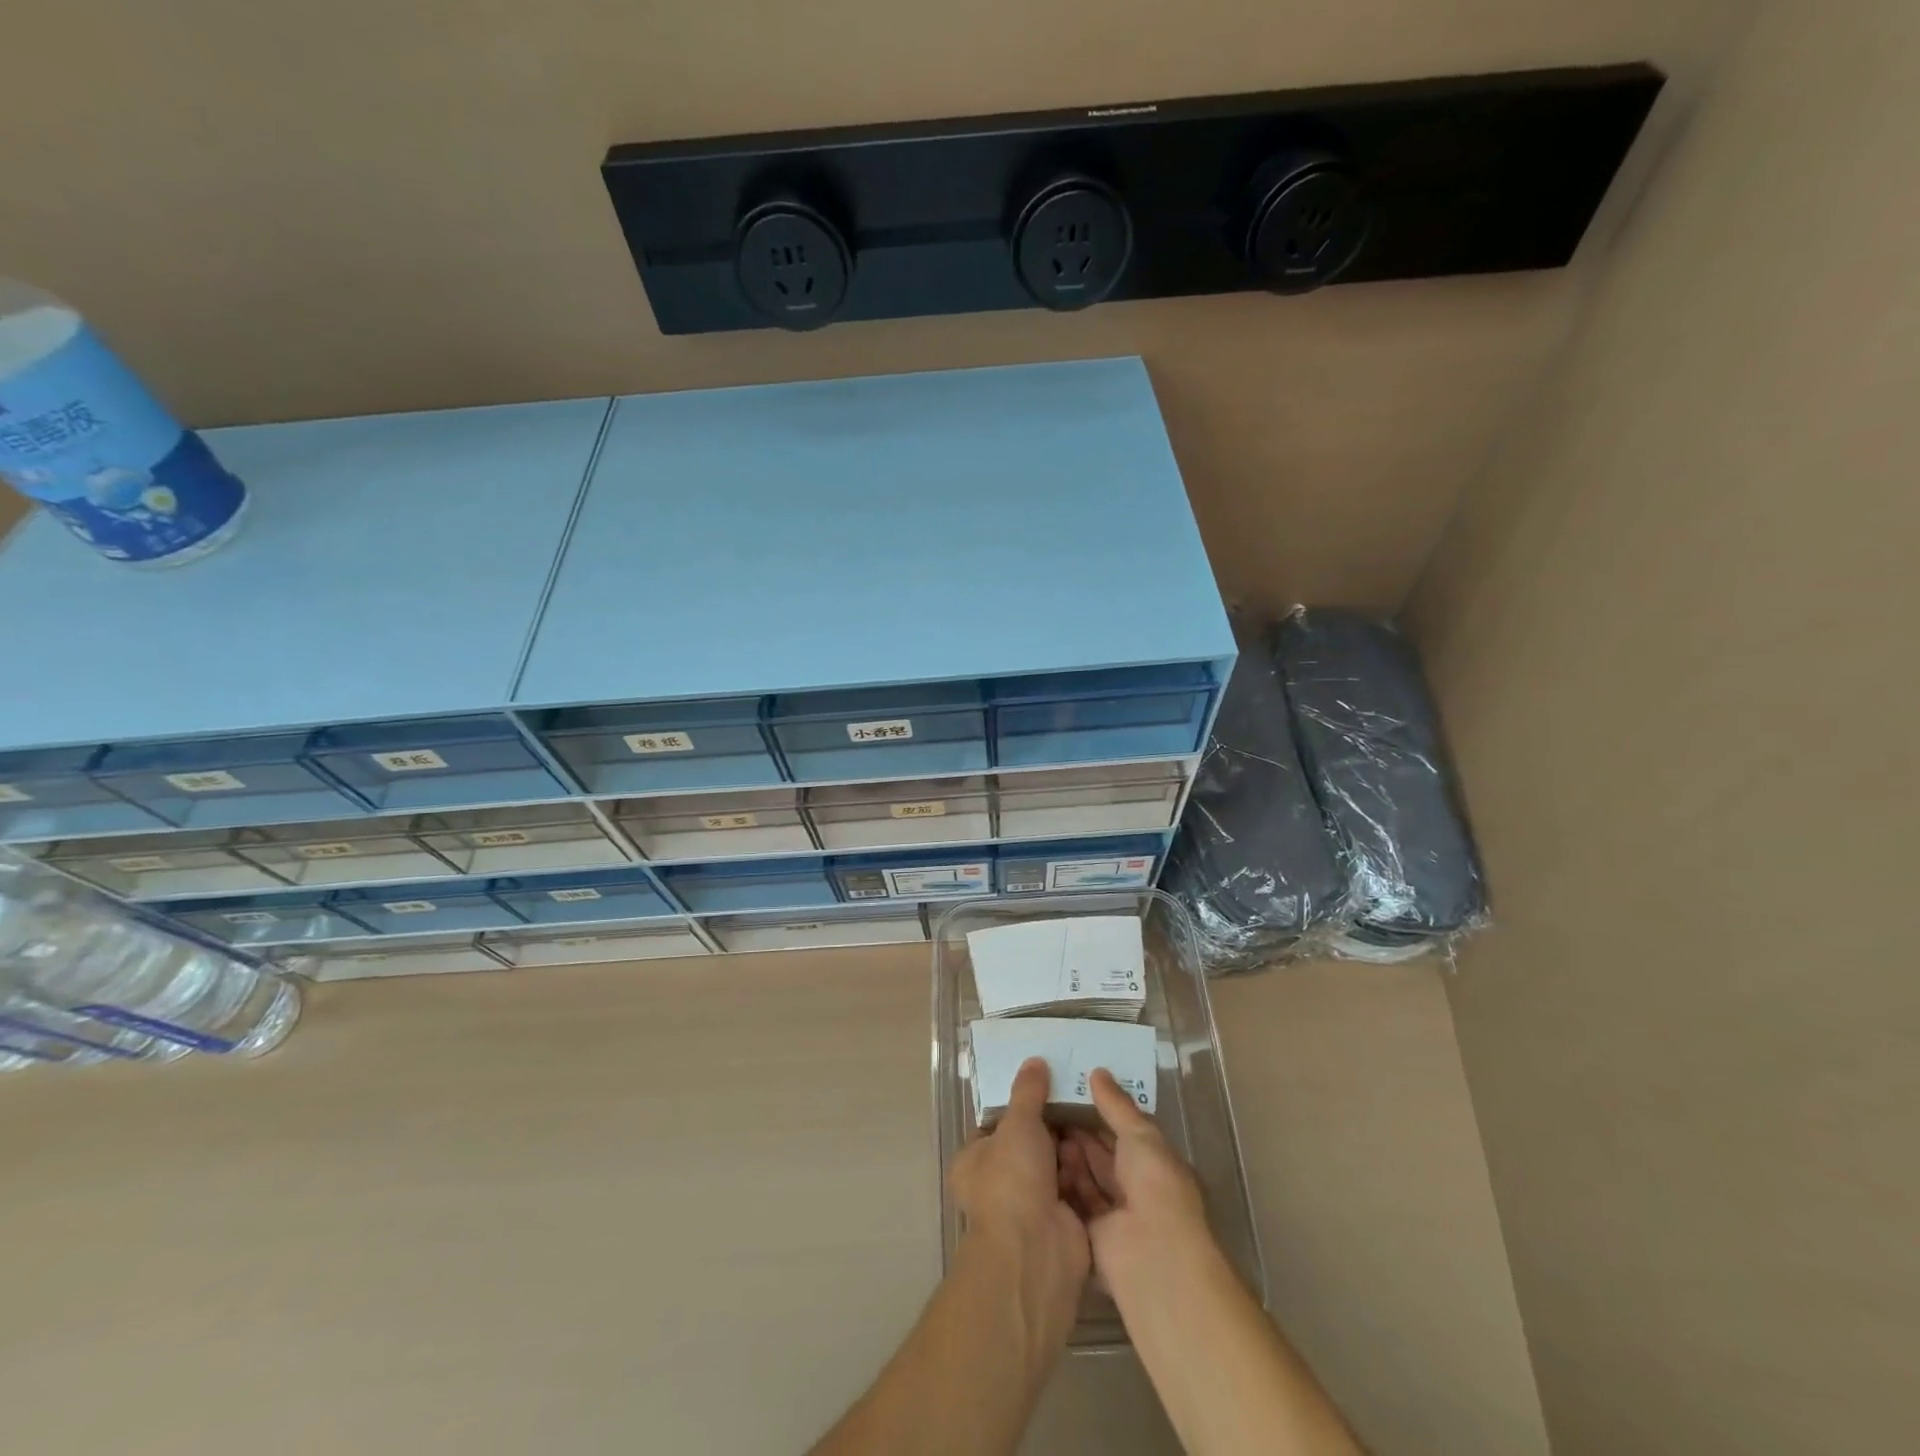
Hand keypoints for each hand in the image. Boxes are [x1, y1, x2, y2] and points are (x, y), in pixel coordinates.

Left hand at [949, 1057, 1090, 1317]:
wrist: (1036, 1252)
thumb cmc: (1012, 1180)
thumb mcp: (1018, 1123)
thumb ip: (1027, 1092)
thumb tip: (1034, 1060)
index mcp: (974, 1161)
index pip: (996, 1125)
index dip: (1020, 1105)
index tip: (1047, 1084)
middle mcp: (999, 1184)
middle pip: (1030, 1144)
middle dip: (1053, 1127)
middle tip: (1079, 1096)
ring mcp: (1031, 1206)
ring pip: (1056, 1165)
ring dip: (1073, 1148)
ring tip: (1096, 1115)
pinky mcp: (1061, 1223)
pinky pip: (1076, 1187)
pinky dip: (1088, 1172)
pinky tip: (1105, 1146)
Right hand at [1058, 1068, 1212, 1285]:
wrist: (1152, 1256)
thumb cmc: (1155, 1186)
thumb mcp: (1140, 1135)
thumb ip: (1116, 1105)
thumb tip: (1097, 1072)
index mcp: (1154, 1163)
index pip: (1123, 1131)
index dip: (1099, 1112)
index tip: (1069, 1091)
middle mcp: (1135, 1188)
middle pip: (1102, 1155)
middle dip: (1078, 1133)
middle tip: (1046, 1106)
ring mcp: (1114, 1214)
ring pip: (1087, 1177)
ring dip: (1068, 1157)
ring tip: (1038, 1128)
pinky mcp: (1092, 1235)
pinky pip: (1073, 1202)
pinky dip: (1060, 1183)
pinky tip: (1038, 1161)